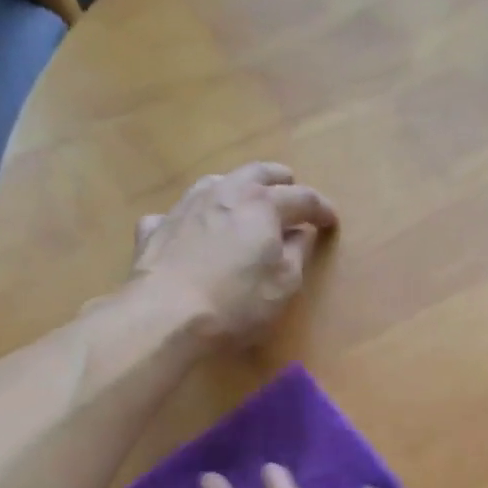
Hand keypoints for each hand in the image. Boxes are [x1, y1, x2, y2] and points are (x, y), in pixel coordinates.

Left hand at [132, 164, 336, 343]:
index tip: (331, 221)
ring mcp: (185, 206)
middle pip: (258, 173)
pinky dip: (192, 218)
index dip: (321, 209)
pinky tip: (191, 231)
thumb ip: (297, 254)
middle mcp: (224, 192)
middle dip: (279, 180)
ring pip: (216, 182)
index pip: (302, 198)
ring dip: (236, 188)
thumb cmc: (236, 303)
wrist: (165, 315)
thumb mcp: (283, 285)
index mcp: (262, 205)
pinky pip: (179, 213)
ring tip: (244, 202)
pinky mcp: (155, 227)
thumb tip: (301, 234)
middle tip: (291, 189)